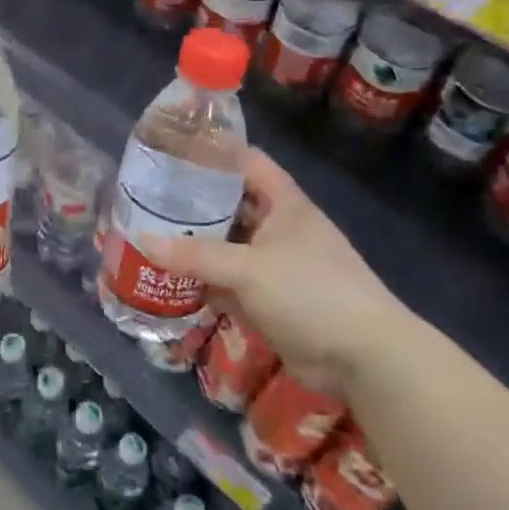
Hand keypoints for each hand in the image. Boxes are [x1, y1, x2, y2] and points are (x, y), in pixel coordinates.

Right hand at [137, 149, 415, 388]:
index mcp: (284, 204)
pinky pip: (230, 282)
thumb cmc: (311, 292)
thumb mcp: (249, 268)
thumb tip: (144, 240)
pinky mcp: (271, 299)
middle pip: (231, 204)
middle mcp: (279, 228)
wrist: (364, 358)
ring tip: (150, 234)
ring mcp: (275, 265)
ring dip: (196, 245)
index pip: (246, 161)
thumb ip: (197, 255)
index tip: (172, 151)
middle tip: (148, 197)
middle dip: (194, 202)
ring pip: (228, 246)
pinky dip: (205, 282)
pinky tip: (170, 280)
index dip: (213, 152)